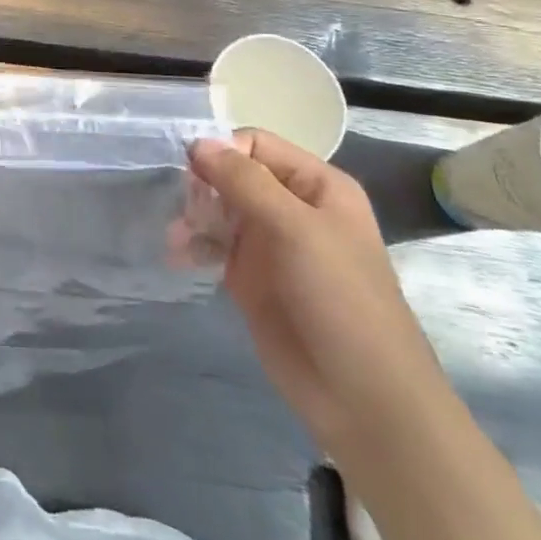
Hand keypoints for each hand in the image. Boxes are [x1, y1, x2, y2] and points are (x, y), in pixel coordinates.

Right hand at [187, 129, 448, 460]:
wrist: (362, 397)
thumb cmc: (339, 299)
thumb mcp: (295, 229)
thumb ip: (245, 182)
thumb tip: (198, 142)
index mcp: (316, 185)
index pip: (256, 144)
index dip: (222, 151)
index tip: (191, 170)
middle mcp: (291, 207)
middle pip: (232, 174)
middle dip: (202, 185)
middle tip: (186, 208)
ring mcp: (270, 243)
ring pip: (217, 208)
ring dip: (193, 215)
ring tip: (177, 237)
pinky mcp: (251, 277)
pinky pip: (213, 245)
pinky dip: (193, 244)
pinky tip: (178, 255)